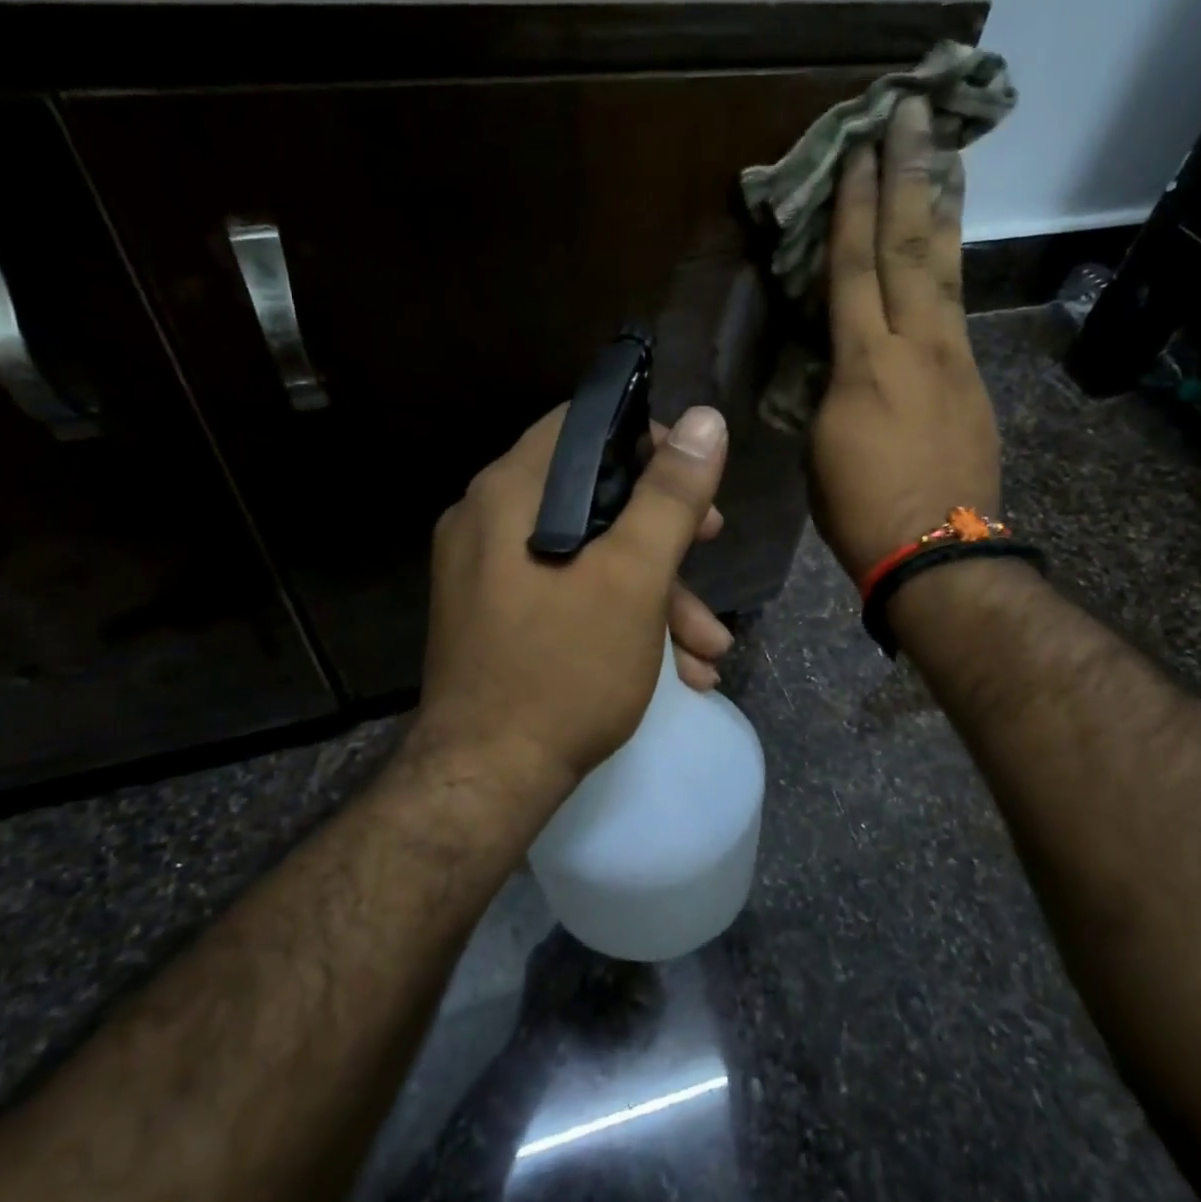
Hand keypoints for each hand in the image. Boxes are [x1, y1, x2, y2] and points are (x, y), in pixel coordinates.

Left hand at [413, 404, 732, 803]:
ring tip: (708, 650)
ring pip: (586, 554)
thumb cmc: (565, 670)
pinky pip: (566, 593)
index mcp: (510, 493)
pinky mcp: (497, 617)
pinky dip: (619, 618)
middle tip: (712, 548)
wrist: (489, 780)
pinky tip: (674, 669)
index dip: (648, 438)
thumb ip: (670, 496)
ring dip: (655, 594)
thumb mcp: (634, 579)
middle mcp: (488, 521)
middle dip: (665, 532)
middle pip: (592, 495)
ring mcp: (488, 573)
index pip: (582, 426)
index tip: (694, 476)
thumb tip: (708, 421)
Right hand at [811, 95, 999, 582]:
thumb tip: (835, 365)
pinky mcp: (974, 380)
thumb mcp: (821, 448)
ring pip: (947, 268)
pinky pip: (958, 309)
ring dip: (941, 206)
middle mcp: (915, 346)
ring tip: (943, 153)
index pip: (853, 270)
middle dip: (907, 175)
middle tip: (909, 111)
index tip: (855, 152)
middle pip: (910, 247)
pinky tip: (948, 249)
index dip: (851, 209)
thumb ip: (827, 391)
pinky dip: (951, 267)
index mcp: (863, 366)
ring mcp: (954, 359)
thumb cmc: (859, 510)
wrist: (937, 551)